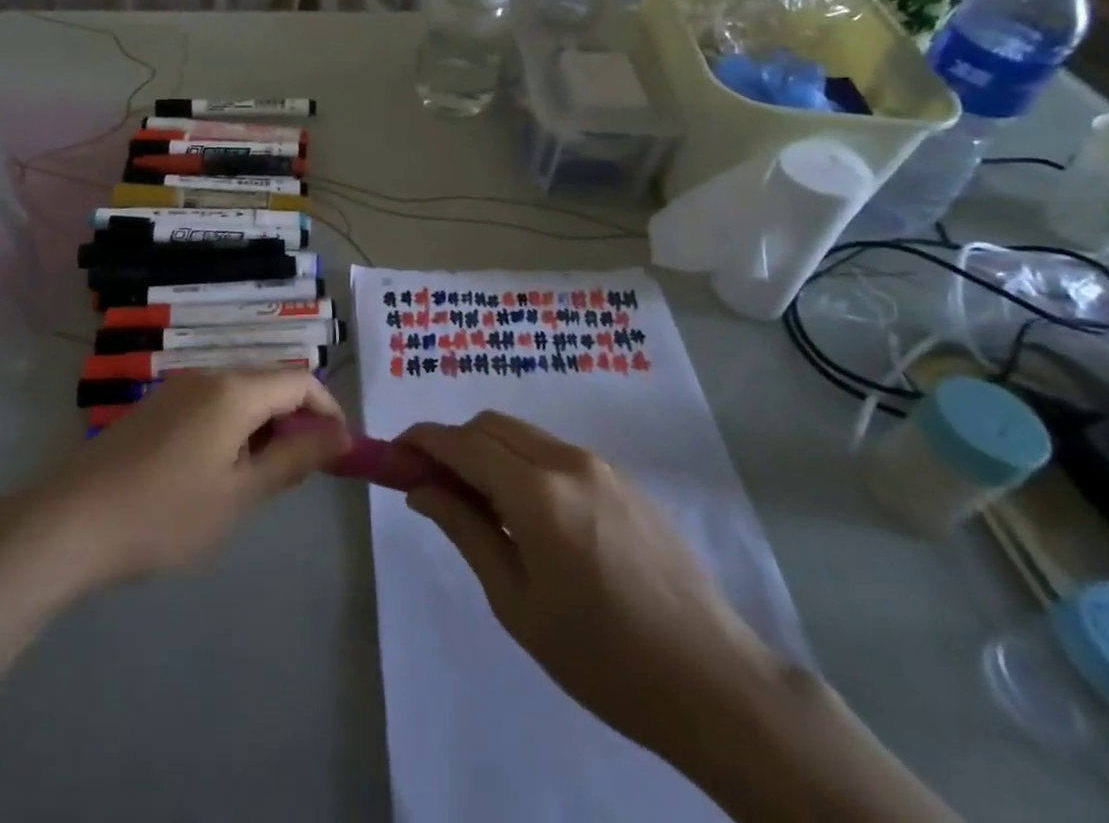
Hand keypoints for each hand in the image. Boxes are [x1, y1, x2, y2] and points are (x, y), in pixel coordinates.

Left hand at [35, 371, 349, 585]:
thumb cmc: (165, 514)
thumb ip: (293, 459)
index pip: (301, 380)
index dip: (328, 411)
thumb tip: (340, 435)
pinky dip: (232, 428)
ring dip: (263, 426)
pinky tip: (216, 472)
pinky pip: (211, 404)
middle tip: (300, 473)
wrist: (71, 522)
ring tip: (259, 479)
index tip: (340, 452)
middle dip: (296, 420)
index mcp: (234, 389)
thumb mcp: (239, 495)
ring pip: (240, 394)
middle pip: (270, 382)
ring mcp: (177, 388)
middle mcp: (208, 375)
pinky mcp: (156, 407)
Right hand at [399, 413, 779, 765]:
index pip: (463, 442)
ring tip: (480, 503)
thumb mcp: (518, 603)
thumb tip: (421, 488)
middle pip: (491, 426)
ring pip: (524, 434)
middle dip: (454, 443)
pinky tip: (531, 513)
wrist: (714, 683)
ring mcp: (601, 465)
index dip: (422, 440)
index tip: (395, 454)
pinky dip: (524, 461)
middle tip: (433, 484)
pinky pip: (556, 451)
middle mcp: (568, 461)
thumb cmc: (603, 659)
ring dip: (489, 450)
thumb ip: (465, 530)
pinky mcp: (624, 479)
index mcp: (538, 493)